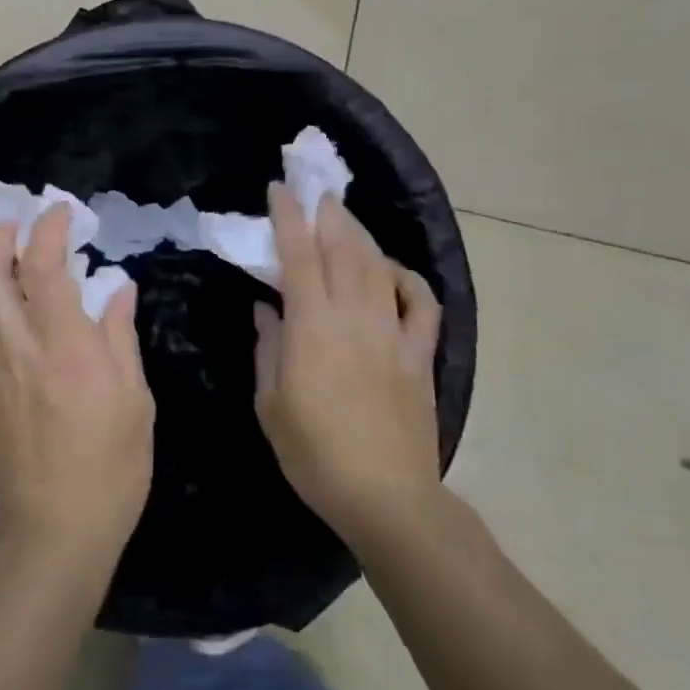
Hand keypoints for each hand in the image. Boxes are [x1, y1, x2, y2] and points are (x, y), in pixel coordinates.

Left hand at [0, 204, 153, 581]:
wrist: (53, 535)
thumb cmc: (110, 471)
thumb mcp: (135, 402)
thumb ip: (121, 337)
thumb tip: (118, 287)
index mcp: (65, 348)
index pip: (44, 266)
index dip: (48, 228)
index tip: (60, 210)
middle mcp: (19, 349)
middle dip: (0, 236)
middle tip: (21, 223)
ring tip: (12, 262)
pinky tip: (1, 314)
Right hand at [253, 184, 443, 551]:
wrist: (386, 498)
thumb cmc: (314, 454)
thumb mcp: (270, 404)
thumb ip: (267, 348)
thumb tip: (266, 308)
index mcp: (312, 327)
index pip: (298, 256)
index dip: (288, 218)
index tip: (279, 190)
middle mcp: (354, 318)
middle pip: (343, 250)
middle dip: (328, 215)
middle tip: (317, 194)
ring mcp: (392, 334)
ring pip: (378, 268)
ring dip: (361, 236)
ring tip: (345, 220)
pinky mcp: (420, 356)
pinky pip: (422, 305)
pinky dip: (409, 279)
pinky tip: (393, 271)